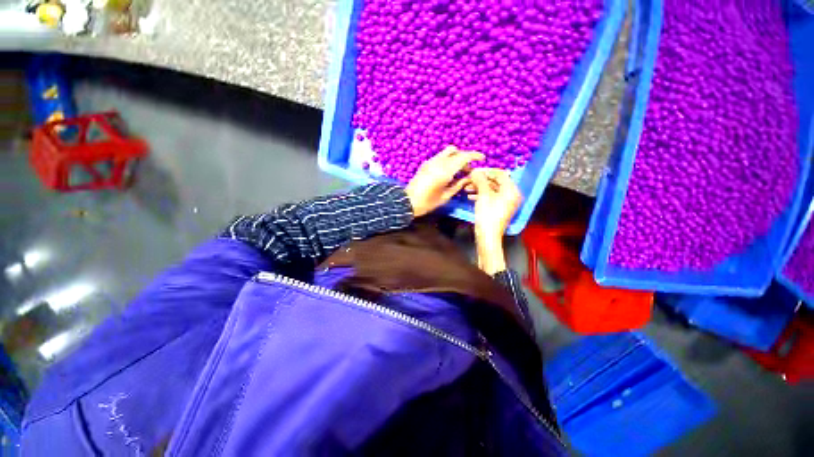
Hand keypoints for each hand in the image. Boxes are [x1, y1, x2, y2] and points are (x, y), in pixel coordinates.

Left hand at [405, 146, 484, 216]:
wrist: (408, 202)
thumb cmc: (428, 202)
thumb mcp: (446, 196)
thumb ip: (459, 184)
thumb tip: (470, 177)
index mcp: (445, 171)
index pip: (463, 157)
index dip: (475, 156)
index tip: (482, 158)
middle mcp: (438, 162)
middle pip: (455, 151)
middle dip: (465, 158)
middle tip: (468, 170)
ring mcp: (430, 161)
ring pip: (447, 152)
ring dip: (456, 157)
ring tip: (458, 171)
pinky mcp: (426, 163)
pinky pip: (440, 156)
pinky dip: (448, 160)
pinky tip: (448, 172)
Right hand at [468, 168, 521, 273]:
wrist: (488, 236)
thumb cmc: (488, 214)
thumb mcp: (484, 195)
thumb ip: (480, 180)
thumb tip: (475, 170)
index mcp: (512, 190)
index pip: (501, 174)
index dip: (486, 171)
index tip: (474, 171)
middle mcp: (511, 195)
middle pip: (496, 182)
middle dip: (481, 180)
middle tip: (469, 179)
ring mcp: (505, 202)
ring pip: (492, 190)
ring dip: (479, 187)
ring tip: (467, 188)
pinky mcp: (499, 208)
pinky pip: (491, 197)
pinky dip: (481, 195)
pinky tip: (470, 196)